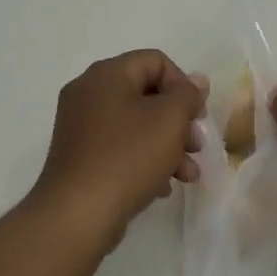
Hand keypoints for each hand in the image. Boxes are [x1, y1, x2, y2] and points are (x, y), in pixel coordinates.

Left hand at [29, 50, 207, 246]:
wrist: (77, 214)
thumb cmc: (127, 157)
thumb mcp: (168, 120)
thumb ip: (187, 95)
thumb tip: (196, 81)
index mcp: (106, 74)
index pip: (155, 61)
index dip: (184, 84)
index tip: (198, 116)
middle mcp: (88, 93)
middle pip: (146, 95)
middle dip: (178, 121)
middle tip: (197, 147)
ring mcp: (80, 126)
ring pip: (135, 125)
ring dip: (167, 146)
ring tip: (188, 176)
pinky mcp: (79, 156)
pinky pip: (119, 147)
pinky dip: (143, 161)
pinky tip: (162, 188)